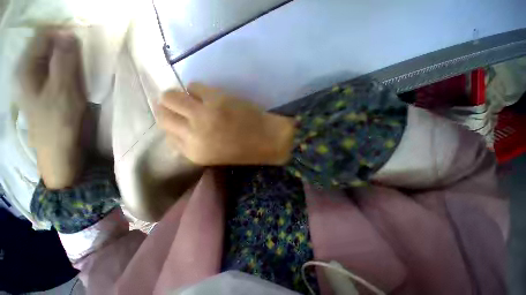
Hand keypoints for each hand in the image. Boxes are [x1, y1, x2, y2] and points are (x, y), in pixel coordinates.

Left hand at [19, 29, 86, 188]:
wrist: (59, 148)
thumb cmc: (59, 121)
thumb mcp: (63, 89)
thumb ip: (64, 61)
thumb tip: (69, 34)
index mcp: (27, 68)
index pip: (43, 37)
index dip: (62, 34)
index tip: (82, 40)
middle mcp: (29, 70)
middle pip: (47, 46)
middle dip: (66, 46)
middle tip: (84, 55)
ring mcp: (37, 81)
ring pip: (53, 58)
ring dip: (68, 58)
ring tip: (82, 66)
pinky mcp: (47, 89)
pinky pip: (57, 70)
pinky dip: (68, 68)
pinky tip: (76, 75)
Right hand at [157, 83, 294, 165]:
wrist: (268, 140)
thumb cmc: (245, 149)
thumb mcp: (214, 153)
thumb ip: (194, 141)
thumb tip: (180, 125)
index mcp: (193, 153)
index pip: (168, 135)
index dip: (174, 125)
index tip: (181, 120)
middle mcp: (193, 135)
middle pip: (163, 115)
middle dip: (170, 109)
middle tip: (183, 106)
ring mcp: (202, 115)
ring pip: (170, 97)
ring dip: (181, 97)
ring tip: (196, 100)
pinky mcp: (215, 99)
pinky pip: (194, 86)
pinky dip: (198, 90)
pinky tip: (210, 96)